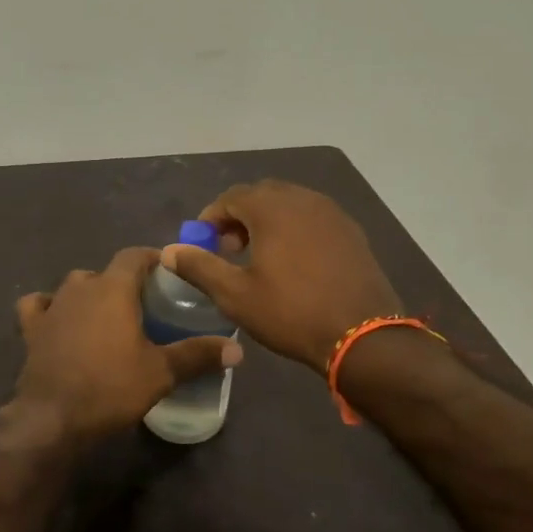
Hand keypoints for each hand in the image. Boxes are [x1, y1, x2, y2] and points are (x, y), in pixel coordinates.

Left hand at [14, 247, 241, 442]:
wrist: (52, 418)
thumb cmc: (111, 387)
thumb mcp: (161, 372)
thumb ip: (198, 355)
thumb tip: (237, 350)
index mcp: (113, 288)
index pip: (134, 255)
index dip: (152, 259)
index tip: (168, 272)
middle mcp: (80, 288)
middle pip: (105, 272)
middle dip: (124, 282)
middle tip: (144, 305)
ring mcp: (52, 307)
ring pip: (73, 286)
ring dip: (90, 294)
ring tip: (106, 316)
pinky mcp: (31, 329)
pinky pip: (39, 306)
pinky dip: (49, 308)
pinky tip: (58, 320)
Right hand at [161, 180, 402, 370]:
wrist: (363, 336)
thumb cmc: (291, 313)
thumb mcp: (235, 295)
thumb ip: (199, 267)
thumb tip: (169, 251)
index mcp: (272, 208)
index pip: (231, 197)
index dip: (211, 218)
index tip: (203, 243)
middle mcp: (303, 199)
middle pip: (262, 195)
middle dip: (240, 216)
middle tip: (230, 249)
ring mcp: (332, 213)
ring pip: (290, 204)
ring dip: (268, 221)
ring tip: (260, 256)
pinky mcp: (352, 231)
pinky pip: (313, 218)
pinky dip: (295, 229)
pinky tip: (294, 262)